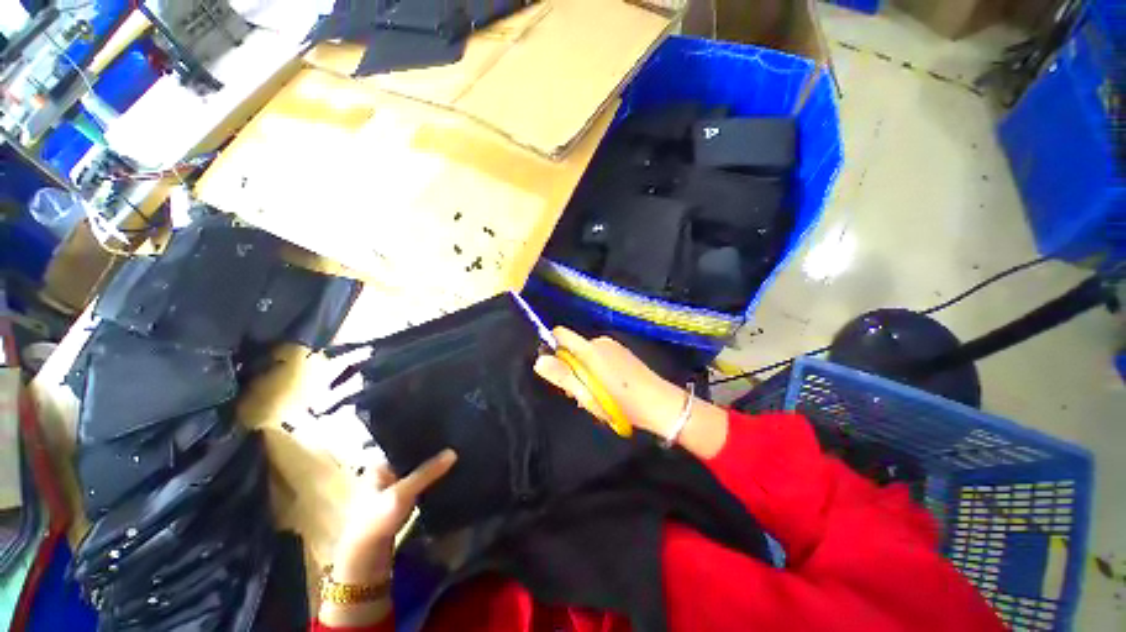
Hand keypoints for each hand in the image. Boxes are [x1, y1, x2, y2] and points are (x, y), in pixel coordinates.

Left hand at [331, 449, 456, 584]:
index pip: (405, 443)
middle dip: (431, 453)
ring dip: (433, 467)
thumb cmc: (377, 520)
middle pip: (413, 457)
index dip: (424, 437)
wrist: (366, 559)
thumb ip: (427, 472)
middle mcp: (386, 472)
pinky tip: (447, 475)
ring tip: (456, 455)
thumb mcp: (402, 494)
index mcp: (379, 465)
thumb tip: (453, 452)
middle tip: (455, 443)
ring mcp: (394, 488)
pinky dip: (432, 481)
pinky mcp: (402, 502)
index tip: (446, 429)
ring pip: (419, 471)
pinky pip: (421, 484)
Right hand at [533, 327, 686, 438]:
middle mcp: (601, 341)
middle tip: (580, 394)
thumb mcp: (587, 394)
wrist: (660, 405)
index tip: (555, 369)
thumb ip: (562, 376)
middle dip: (571, 369)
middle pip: (573, 348)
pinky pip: (600, 357)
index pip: (561, 335)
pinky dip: (596, 372)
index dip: (552, 348)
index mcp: (590, 349)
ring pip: (587, 355)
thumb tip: (539, 361)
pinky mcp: (623, 353)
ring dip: (584, 374)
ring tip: (596, 397)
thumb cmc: (621, 402)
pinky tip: (607, 391)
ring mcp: (614, 346)